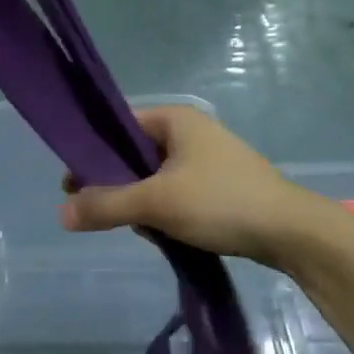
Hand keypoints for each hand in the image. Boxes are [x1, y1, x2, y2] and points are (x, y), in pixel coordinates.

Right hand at [61, 106, 328, 269]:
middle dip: (118, 184)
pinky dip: (165, 211)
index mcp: (175, 119)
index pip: (119, 125)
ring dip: (142, 202)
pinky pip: (177, 193)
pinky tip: (165, 234)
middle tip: (104, 212)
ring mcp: (208, 159)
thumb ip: (106, 205)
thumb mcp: (156, 203)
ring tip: (142, 228)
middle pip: (135, 153)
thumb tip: (61, 213)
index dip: (92, 152)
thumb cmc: (220, 202)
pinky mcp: (220, 186)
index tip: (72, 184)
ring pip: (155, 178)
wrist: (291, 232)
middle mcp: (190, 131)